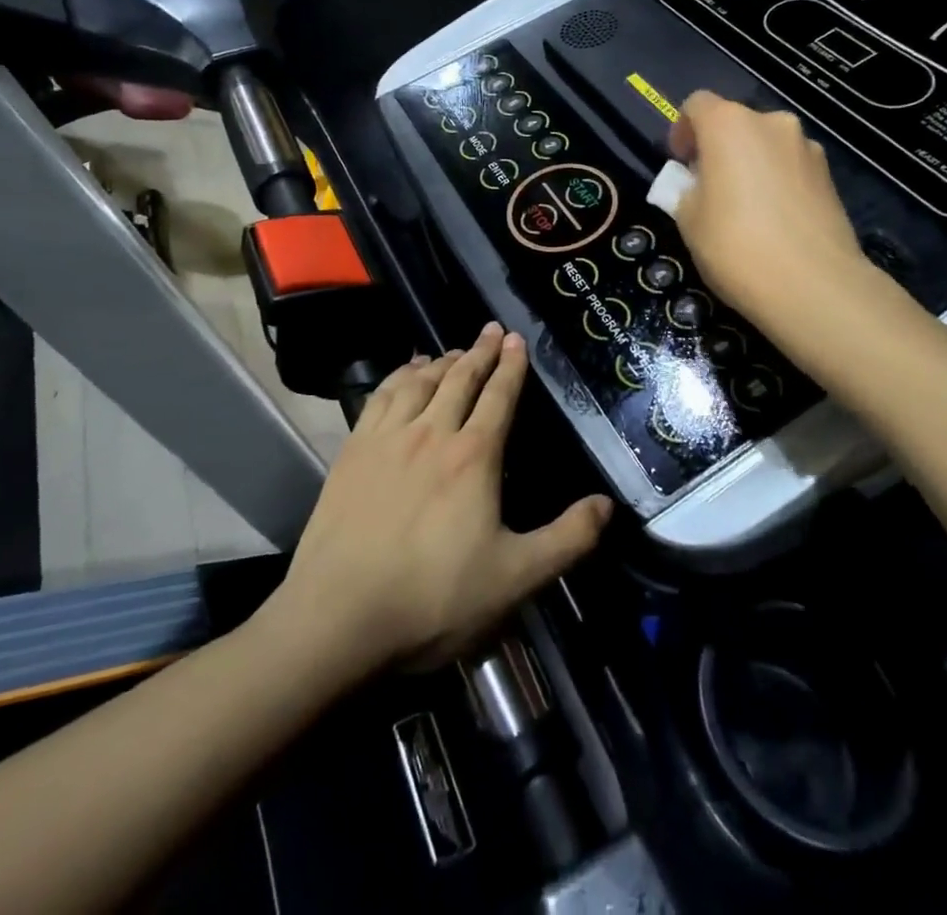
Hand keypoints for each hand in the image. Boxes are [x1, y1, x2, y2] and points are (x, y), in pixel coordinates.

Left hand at [267, 324, 612, 675]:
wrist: (339, 616)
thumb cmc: (433, 598)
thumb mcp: (515, 578)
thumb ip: (566, 540)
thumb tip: (607, 504)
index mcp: (474, 456)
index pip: (498, 396)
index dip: (511, 366)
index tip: (517, 339)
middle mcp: (431, 432)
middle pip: (460, 378)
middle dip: (480, 351)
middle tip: (492, 330)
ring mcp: (387, 438)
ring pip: (419, 381)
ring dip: (441, 360)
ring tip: (454, 350)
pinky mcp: (353, 450)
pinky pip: (380, 396)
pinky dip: (398, 375)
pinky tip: (404, 374)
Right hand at [668, 91, 865, 330]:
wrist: (813, 285)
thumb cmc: (735, 245)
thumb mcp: (688, 219)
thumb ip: (685, 190)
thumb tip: (698, 183)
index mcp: (729, 124)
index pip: (697, 104)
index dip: (683, 129)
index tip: (680, 163)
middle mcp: (771, 123)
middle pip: (735, 122)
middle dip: (718, 148)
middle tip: (708, 188)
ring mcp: (807, 147)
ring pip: (766, 145)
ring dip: (750, 164)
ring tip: (744, 208)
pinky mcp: (830, 176)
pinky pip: (790, 167)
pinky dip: (776, 182)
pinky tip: (774, 221)